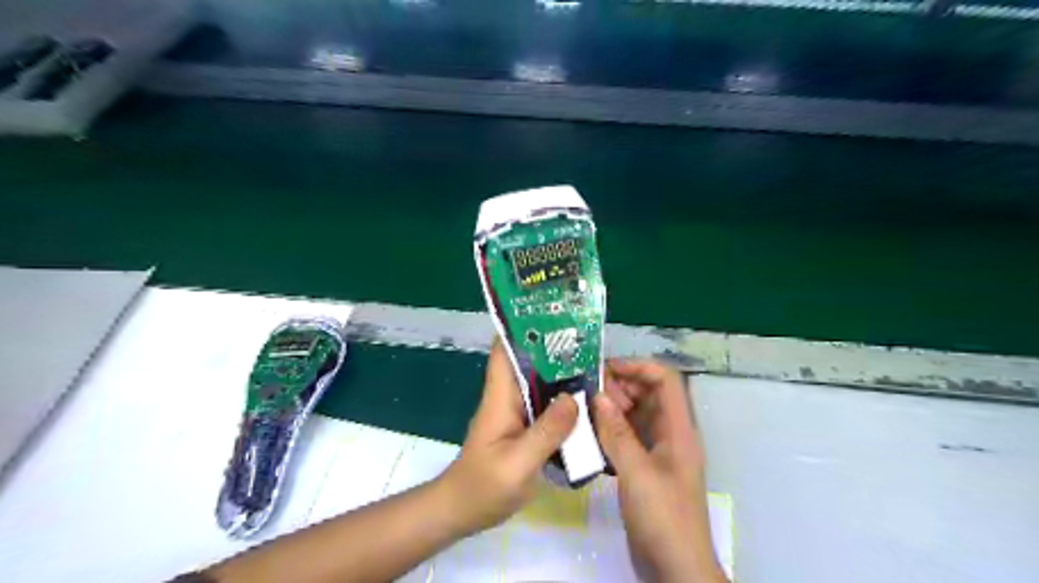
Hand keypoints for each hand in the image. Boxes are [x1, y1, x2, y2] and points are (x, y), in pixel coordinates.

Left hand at [437, 339, 580, 535]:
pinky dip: (564, 400)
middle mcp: (508, 397)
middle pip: (529, 363)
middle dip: (554, 349)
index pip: (505, 350)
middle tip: (589, 340)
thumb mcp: (518, 463)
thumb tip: (574, 398)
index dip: (522, 328)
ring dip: (563, 374)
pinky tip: (587, 401)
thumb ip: (546, 431)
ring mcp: (516, 413)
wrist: (463, 512)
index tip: (550, 314)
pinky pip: (546, 405)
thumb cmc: (484, 486)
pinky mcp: (524, 428)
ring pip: (541, 383)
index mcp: (500, 396)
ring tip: (595, 365)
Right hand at [598, 359, 724, 582]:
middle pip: (649, 394)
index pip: (665, 380)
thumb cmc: (663, 517)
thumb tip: (598, 396)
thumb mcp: (637, 472)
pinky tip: (590, 433)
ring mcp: (658, 452)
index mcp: (679, 429)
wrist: (675, 568)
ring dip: (613, 408)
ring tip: (585, 410)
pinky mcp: (645, 468)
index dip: (638, 367)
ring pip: (636, 415)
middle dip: (621, 386)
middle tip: (588, 391)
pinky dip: (611, 430)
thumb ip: (617, 432)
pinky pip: (628, 437)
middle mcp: (671, 434)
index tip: (605, 369)